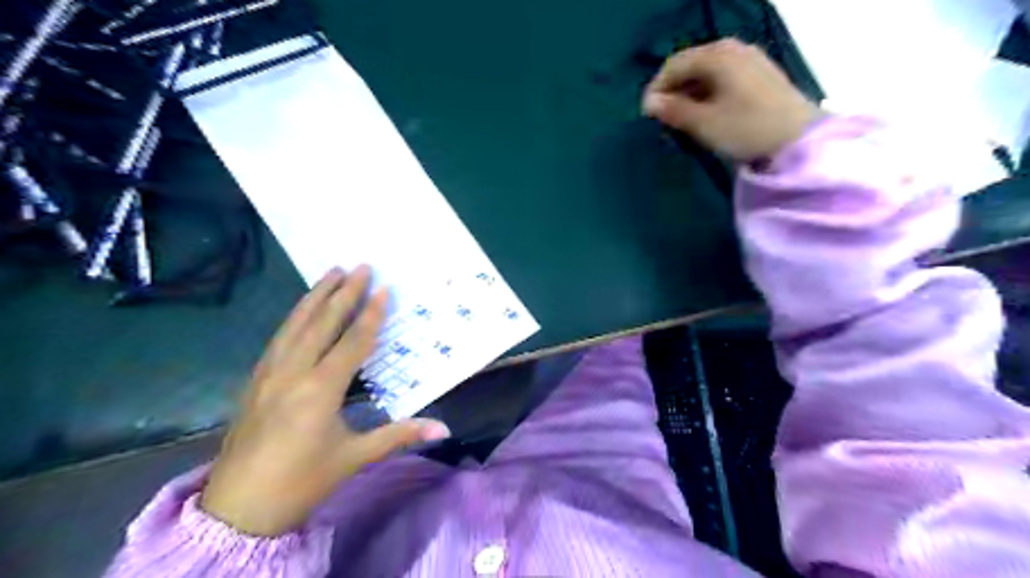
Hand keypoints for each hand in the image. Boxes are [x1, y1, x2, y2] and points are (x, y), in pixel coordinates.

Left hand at [201, 266, 450, 536]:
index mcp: (319, 390)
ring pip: (294, 325)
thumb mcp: (355, 458)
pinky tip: (302, 310)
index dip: (371, 314)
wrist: (238, 509)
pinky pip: (279, 338)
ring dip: (315, 297)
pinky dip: (295, 317)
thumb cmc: (302, 482)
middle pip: (321, 323)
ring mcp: (268, 374)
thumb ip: (399, 436)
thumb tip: (443, 429)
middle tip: (360, 266)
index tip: (384, 288)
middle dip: (343, 293)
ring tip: (331, 273)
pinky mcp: (255, 380)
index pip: (352, 342)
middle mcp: (292, 373)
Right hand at [642, 38, 826, 160]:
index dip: (656, 89)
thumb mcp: (704, 123)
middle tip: (662, 119)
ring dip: (688, 94)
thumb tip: (649, 103)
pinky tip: (705, 114)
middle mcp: (733, 48)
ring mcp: (749, 59)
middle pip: (690, 65)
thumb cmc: (746, 129)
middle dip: (672, 91)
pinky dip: (707, 94)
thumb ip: (674, 110)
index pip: (674, 65)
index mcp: (717, 55)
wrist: (799, 139)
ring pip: (706, 73)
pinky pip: (722, 78)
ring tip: (681, 120)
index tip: (646, 115)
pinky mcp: (759, 74)